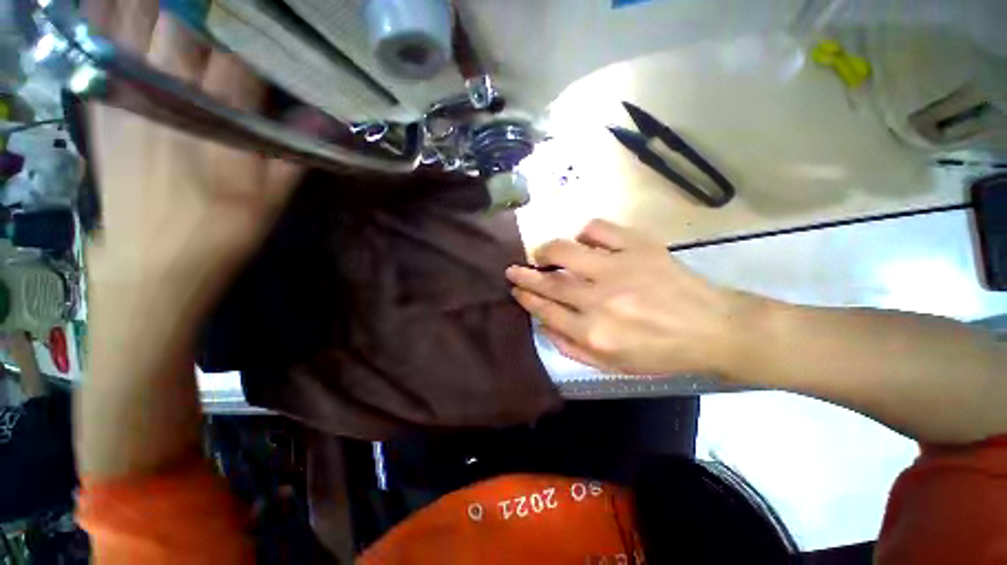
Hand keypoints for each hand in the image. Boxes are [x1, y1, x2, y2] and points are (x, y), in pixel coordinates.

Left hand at [85, 2, 301, 309]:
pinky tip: (122, 6)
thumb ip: (294, 155)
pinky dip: (110, 17)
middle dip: (203, 5)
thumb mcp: (270, 202)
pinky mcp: (102, 108)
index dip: (255, 25)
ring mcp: (128, 98)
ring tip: (179, 2)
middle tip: (225, 0)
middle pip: (184, 26)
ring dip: (156, 5)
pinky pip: (100, 48)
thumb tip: (325, 120)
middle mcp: (170, 97)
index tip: (272, 11)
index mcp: (218, 122)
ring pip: (139, 26)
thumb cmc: (221, 233)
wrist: (152, 264)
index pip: (239, 56)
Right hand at [506, 220, 753, 376]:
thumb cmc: (659, 352)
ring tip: (542, 253)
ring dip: (547, 250)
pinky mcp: (638, 247)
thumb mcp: (611, 365)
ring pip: (566, 250)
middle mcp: (600, 299)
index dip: (527, 298)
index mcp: (594, 332)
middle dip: (525, 274)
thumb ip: (570, 348)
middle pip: (550, 281)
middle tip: (512, 269)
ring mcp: (619, 268)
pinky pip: (599, 229)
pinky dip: (585, 232)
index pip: (546, 310)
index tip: (515, 289)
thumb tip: (543, 323)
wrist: (711, 328)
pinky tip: (584, 241)